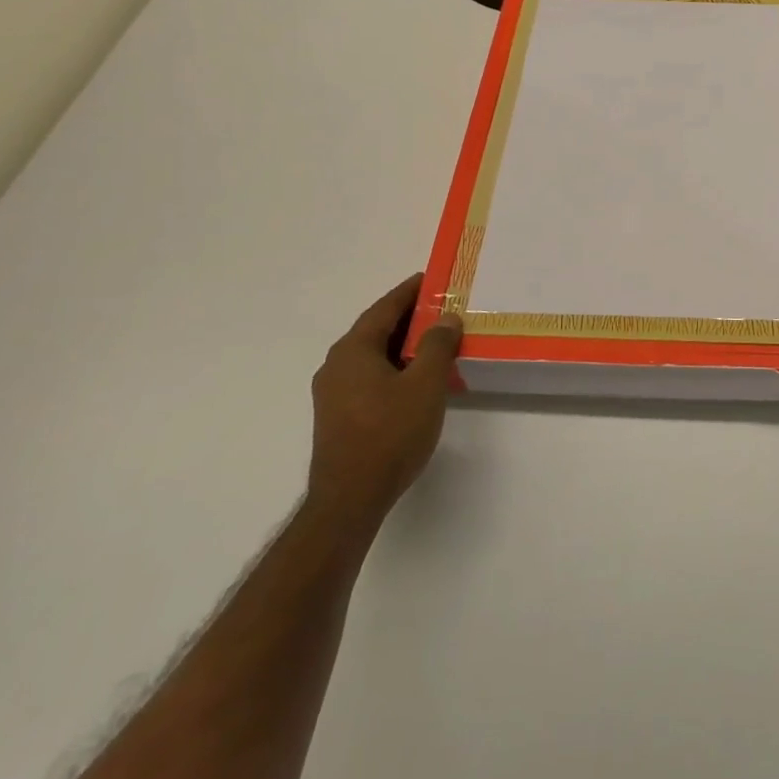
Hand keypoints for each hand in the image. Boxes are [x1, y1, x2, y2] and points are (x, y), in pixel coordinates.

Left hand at [307, 273, 461, 532]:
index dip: (409, 292)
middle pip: (375, 329)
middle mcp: (336, 365)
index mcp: (353, 350)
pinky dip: (393, 365)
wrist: (350, 499)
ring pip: (372, 355)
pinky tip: (415, 377)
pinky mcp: (338, 415)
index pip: (384, 308)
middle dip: (408, 317)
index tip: (432, 279)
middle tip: (441, 307)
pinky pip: (369, 375)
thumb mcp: (425, 384)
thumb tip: (445, 318)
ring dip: (401, 344)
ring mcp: (333, 392)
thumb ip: (436, 345)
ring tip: (435, 340)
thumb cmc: (389, 434)